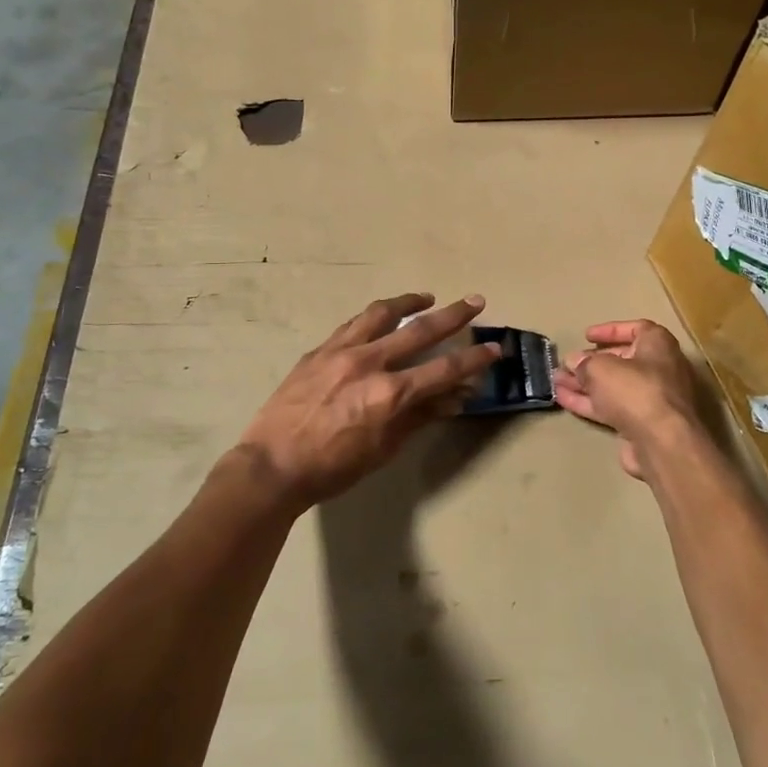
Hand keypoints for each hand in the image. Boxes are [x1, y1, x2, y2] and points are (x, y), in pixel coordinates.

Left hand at [237, 293, 500, 508]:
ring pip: (382, 314)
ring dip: (409, 302)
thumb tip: (454, 397)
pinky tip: (381, 316)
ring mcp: (341, 351)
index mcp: (390, 394)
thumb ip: (419, 417)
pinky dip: (374, 317)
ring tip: (426, 298)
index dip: (474, 360)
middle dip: (453, 316)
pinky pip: (352, 324)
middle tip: (475, 301)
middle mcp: (369, 363)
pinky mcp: (319, 350)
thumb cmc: (332, 468)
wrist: (272, 465)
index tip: (495, 348)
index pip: (444, 370)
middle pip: (420, 331)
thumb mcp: (383, 450)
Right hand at [553, 319, 702, 481]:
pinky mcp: (643, 425)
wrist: (662, 443)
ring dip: (585, 384)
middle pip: (622, 360)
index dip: (610, 330)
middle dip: (592, 362)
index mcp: (658, 346)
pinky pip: (613, 408)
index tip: (587, 337)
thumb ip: (584, 363)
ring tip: (556, 382)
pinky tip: (564, 400)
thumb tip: (574, 362)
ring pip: (614, 387)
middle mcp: (660, 370)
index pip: (636, 329)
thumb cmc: (636, 390)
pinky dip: (590, 403)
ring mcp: (652, 400)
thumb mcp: (601, 368)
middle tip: (568, 364)